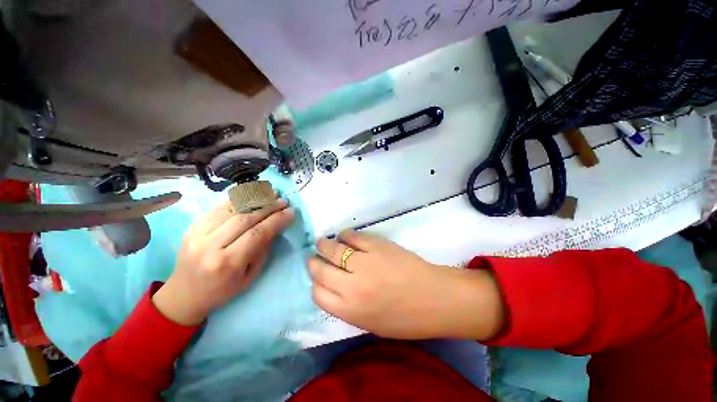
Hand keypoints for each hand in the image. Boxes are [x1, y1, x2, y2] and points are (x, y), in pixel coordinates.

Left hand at [153, 199, 294, 325]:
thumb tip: (275, 226)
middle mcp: (209, 246)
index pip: (257, 234)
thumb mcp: (251, 276)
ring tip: (270, 194)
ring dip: (254, 199)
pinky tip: (250, 196)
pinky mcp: (190, 227)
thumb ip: (263, 249)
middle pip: (244, 218)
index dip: (276, 220)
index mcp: (227, 263)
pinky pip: (217, 208)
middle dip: (268, 207)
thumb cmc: (223, 290)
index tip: (291, 211)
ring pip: (230, 209)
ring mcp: (196, 234)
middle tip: (283, 201)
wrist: (185, 295)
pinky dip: (237, 200)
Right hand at [307, 230, 503, 339]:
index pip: (318, 294)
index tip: (318, 277)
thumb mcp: (371, 323)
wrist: (435, 298)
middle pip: (320, 270)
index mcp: (350, 311)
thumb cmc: (405, 318)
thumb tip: (333, 287)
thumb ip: (348, 307)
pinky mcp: (377, 246)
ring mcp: (364, 263)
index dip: (316, 283)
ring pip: (334, 249)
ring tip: (322, 242)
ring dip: (324, 244)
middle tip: (313, 256)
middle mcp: (352, 287)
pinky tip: (344, 235)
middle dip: (313, 262)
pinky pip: (353, 236)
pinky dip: (345, 235)